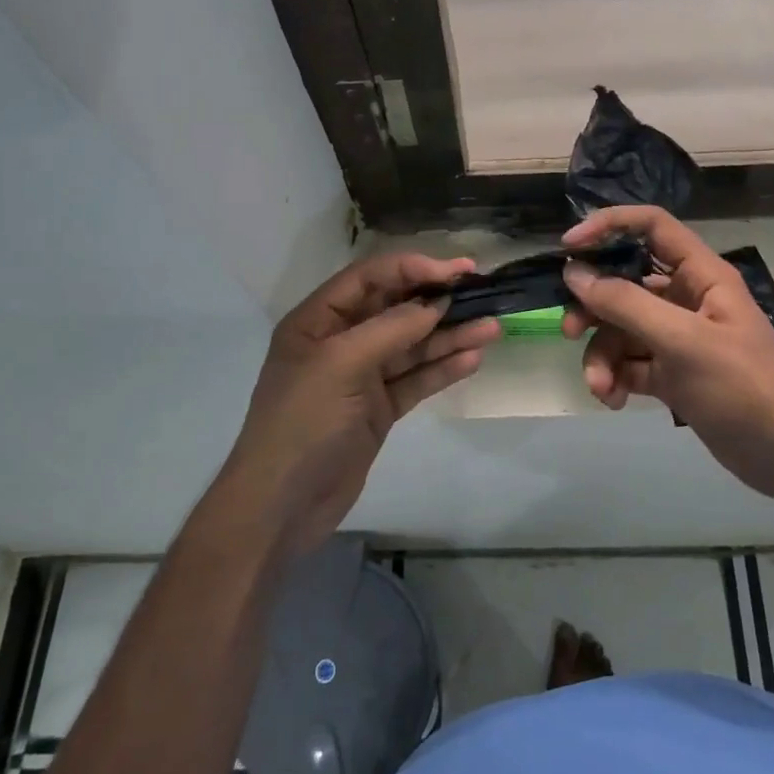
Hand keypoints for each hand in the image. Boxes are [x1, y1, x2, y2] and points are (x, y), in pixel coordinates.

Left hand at [210, 252, 500, 556]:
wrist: (282, 506)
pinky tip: (472, 360)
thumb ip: (391, 330)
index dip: (412, 268)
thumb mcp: (341, 365)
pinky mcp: (378, 409)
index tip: (456, 271)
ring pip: (411, 346)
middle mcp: (340, 342)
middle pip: (395, 310)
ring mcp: (360, 377)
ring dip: (449, 336)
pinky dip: (441, 369)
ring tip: (492, 327)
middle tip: (483, 292)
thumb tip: (435, 303)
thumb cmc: (303, 423)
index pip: (370, 278)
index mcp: (317, 320)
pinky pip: (415, 380)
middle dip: (437, 300)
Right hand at [560, 207, 773, 500]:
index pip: (651, 227)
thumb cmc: (741, 385)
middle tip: (569, 330)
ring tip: (601, 387)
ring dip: (602, 356)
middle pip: (625, 283)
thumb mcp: (682, 341)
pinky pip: (629, 363)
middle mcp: (686, 299)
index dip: (609, 226)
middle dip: (594, 307)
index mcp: (700, 275)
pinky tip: (615, 400)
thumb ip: (625, 304)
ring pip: (621, 329)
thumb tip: (574, 273)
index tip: (569, 248)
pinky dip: (616, 378)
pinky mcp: (671, 373)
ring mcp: (677, 338)